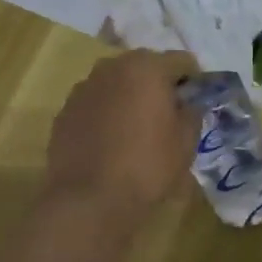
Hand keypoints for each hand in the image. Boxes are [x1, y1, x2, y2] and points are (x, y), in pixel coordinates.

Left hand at [45, 49, 200, 227]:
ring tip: (136, 129)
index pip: (181, 61)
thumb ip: (191, 113)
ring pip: (116, 84)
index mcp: (146, 68)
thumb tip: (186, 104)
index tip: (196, 102)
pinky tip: (110, 143)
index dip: (193, 80)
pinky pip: (95, 104)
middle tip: (167, 115)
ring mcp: (83, 88)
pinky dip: (106, 114)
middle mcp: (111, 67)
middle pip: (144, 67)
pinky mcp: (64, 111)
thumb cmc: (147, 167)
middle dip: (158, 85)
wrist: (89, 200)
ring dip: (129, 97)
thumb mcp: (186, 143)